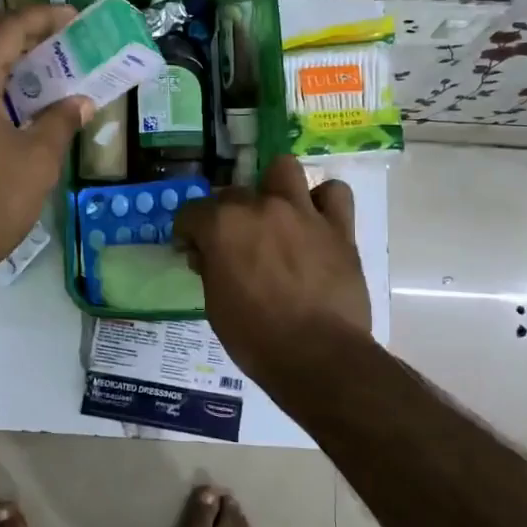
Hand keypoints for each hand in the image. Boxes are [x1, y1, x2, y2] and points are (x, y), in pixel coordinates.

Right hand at [174, 154, 371, 395]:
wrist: (318, 357)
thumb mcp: (215, 305)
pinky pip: (334, 193)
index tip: (192, 251)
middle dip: (228, 215)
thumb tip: (206, 254)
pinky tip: (316, 221)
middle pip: (234, 193)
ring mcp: (302, 212)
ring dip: (275, 187)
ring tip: (276, 214)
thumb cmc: (255, 337)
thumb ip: (209, 268)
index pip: (191, 212)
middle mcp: (260, 207)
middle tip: (235, 245)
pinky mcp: (338, 227)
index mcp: (222, 225)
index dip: (188, 233)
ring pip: (284, 169)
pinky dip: (323, 201)